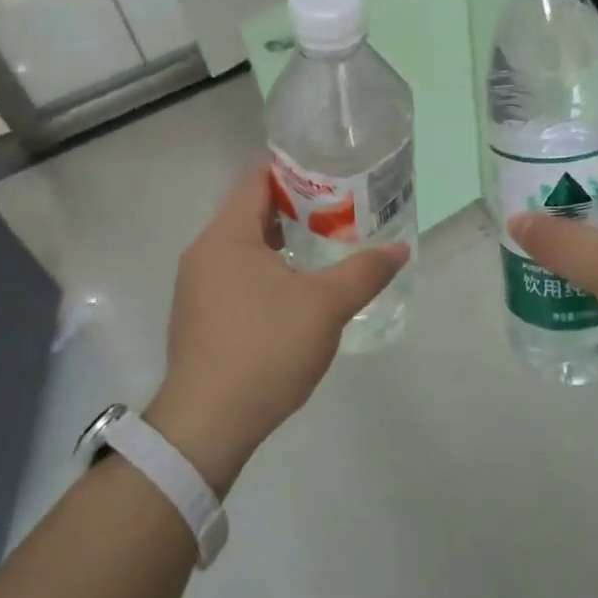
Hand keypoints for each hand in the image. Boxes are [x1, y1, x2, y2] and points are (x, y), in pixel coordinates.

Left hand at [147, 164, 408, 493]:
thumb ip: (364, 272)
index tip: (334, 177)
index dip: (296, 172)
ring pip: (245, 247)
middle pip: (252, 212)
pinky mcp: (200, 316)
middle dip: (298, 210)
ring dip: (284, 243)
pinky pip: (237, 275)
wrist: (208, 425)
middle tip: (343, 213)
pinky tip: (298, 292)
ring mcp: (197, 287)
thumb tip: (400, 250)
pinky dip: (267, 271)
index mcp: (226, 236)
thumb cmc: (265, 350)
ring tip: (328, 248)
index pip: (257, 179)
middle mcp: (204, 252)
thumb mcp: (324, 307)